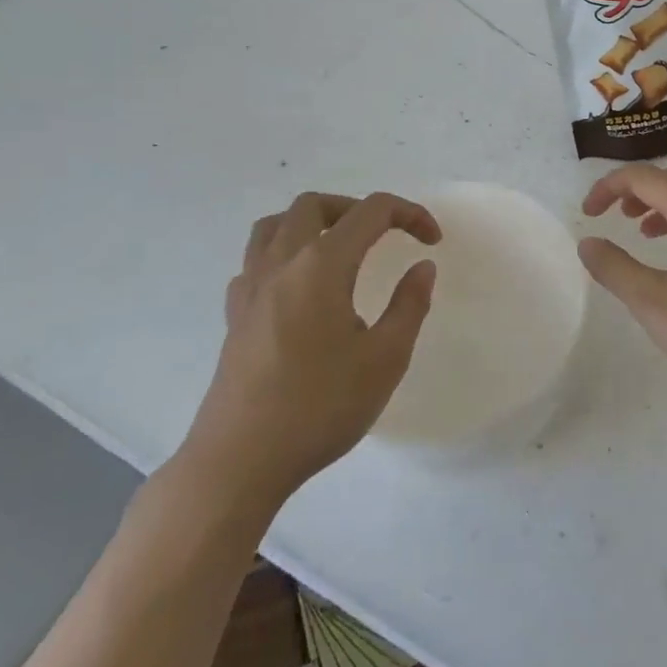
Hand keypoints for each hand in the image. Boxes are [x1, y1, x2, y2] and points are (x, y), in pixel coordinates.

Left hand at [177, 192, 440, 515]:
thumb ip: (409, 305)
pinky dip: (281, 255)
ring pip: (275, 225)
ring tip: (338, 249)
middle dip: (357, 209)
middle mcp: (282, 264)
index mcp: (322, 265)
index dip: (409, 214)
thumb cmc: (320, 407)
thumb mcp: (385, 359)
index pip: (371, 212)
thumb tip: (421, 266)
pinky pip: (255, 261)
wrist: (239, 462)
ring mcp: (251, 288)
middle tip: (385, 236)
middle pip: (314, 205)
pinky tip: (298, 288)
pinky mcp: (234, 316)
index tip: (432, 241)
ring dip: (311, 223)